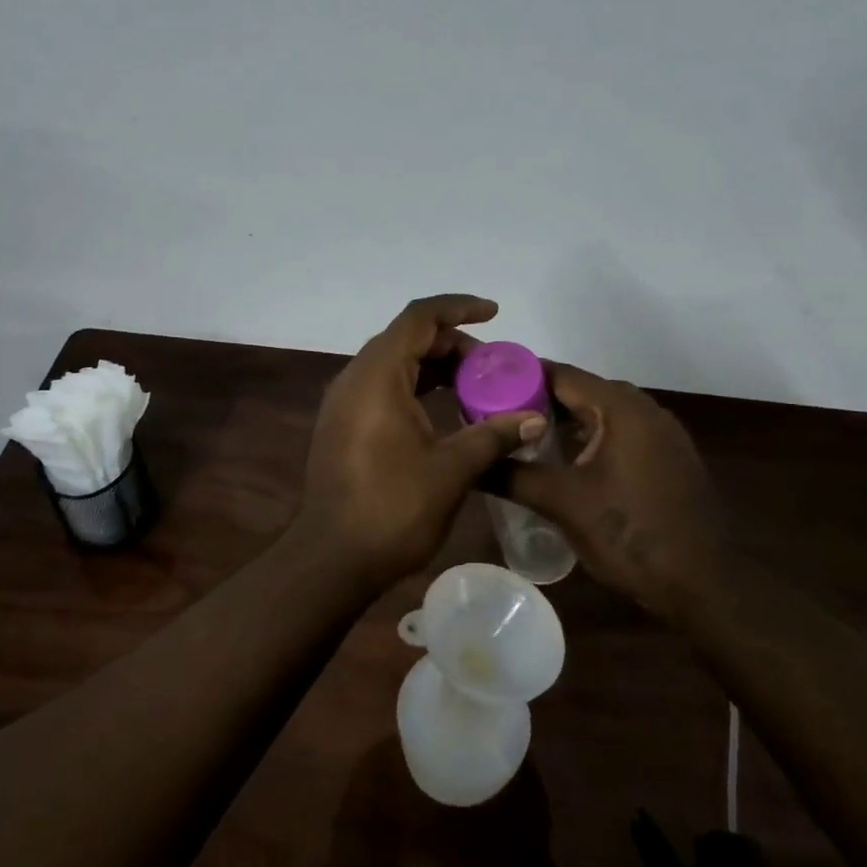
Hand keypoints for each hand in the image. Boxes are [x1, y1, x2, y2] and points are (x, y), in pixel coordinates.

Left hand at [293, 296, 545, 588]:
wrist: (331, 558)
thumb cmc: (391, 508)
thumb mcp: (451, 470)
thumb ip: (493, 435)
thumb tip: (535, 419)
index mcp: (377, 375)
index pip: (419, 318)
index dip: (458, 307)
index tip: (494, 313)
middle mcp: (355, 378)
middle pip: (407, 338)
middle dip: (452, 344)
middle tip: (493, 368)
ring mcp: (344, 402)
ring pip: (394, 364)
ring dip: (434, 367)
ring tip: (476, 388)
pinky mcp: (342, 425)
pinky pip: (383, 388)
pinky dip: (415, 388)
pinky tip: (444, 412)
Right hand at [501, 363, 723, 614]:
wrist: (707, 587)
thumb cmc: (631, 536)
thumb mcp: (563, 504)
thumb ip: (513, 474)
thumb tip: (468, 461)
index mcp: (621, 408)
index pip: (561, 374)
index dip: (520, 376)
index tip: (484, 384)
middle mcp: (645, 410)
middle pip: (581, 391)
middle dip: (538, 400)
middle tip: (496, 414)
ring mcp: (662, 435)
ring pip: (602, 413)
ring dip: (565, 421)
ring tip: (522, 436)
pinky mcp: (669, 459)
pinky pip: (620, 434)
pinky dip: (590, 438)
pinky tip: (565, 461)